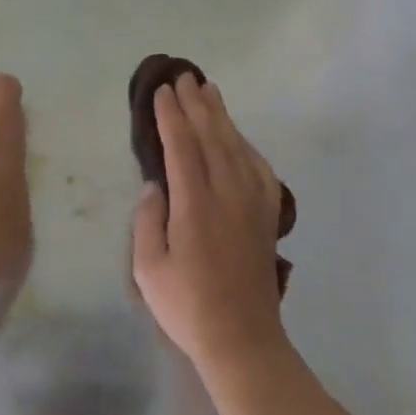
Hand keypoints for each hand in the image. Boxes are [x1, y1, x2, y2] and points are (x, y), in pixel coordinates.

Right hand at [132, 74, 290, 379]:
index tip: (162, 91)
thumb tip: (155, 185)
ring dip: (222, 116)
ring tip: (210, 91)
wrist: (242, 338)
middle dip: (196, 104)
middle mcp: (227, 194)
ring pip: (236, 146)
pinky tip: (239, 137)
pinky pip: (260, 168)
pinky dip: (247, 145)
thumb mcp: (148, 269)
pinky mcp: (267, 215)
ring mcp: (252, 203)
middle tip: (185, 76)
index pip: (182, 147)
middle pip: (212, 137)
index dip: (172, 116)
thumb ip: (148, 221)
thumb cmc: (187, 306)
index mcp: (195, 205)